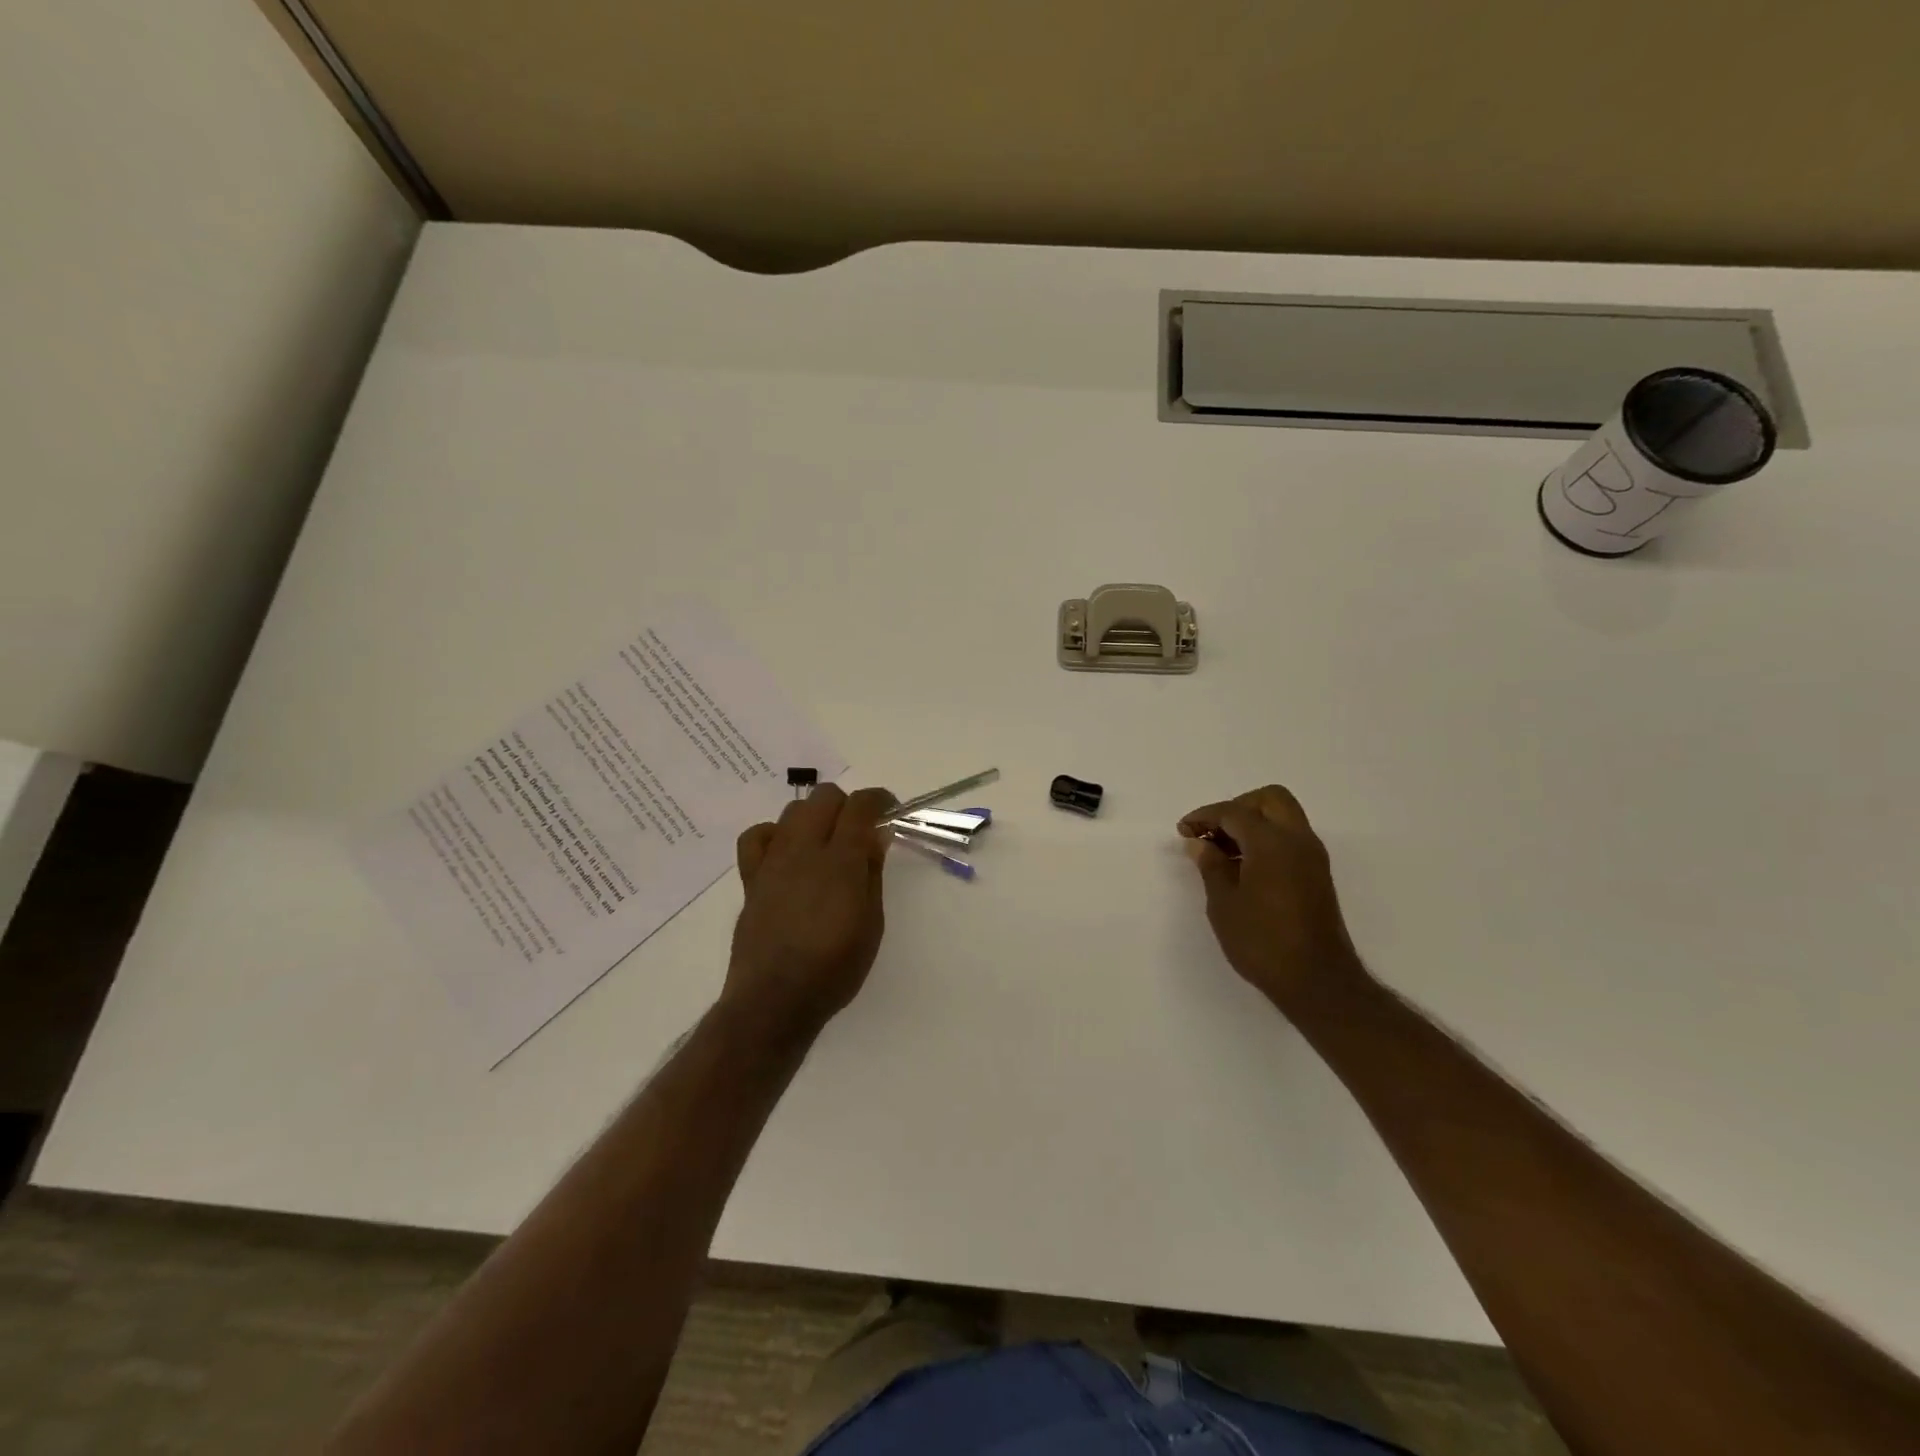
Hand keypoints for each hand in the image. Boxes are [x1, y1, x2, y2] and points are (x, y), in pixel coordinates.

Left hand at [724, 784, 895, 1041]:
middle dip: (847, 805)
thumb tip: (876, 835)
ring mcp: (773, 861)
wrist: (775, 999)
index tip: (889, 810)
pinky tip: (786, 852)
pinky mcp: (751, 878)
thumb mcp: (872, 923)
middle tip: (860, 831)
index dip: (879, 800)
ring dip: (815, 816)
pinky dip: (775, 834)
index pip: (861, 806)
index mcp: (841, 860)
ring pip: (793, 810)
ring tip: (825, 844)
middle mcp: (804, 849)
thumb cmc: (835, 968)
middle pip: (824, 796)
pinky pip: (757, 836)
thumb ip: (872, 872)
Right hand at [1178, 784, 1369, 1012]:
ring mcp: (1312, 857)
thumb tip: (1200, 844)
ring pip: (1283, 817)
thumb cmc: (1262, 941)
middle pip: (1269, 799)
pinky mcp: (1317, 874)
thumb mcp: (1224, 903)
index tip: (1183, 831)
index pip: (1234, 812)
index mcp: (1272, 843)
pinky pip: (1290, 838)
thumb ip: (1211, 866)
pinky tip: (1243, 866)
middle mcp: (1298, 840)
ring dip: (1253, 823)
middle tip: (1212, 832)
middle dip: (1237, 808)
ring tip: (1222, 851)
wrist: (1317, 981)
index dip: (1205, 817)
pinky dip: (1266, 839)